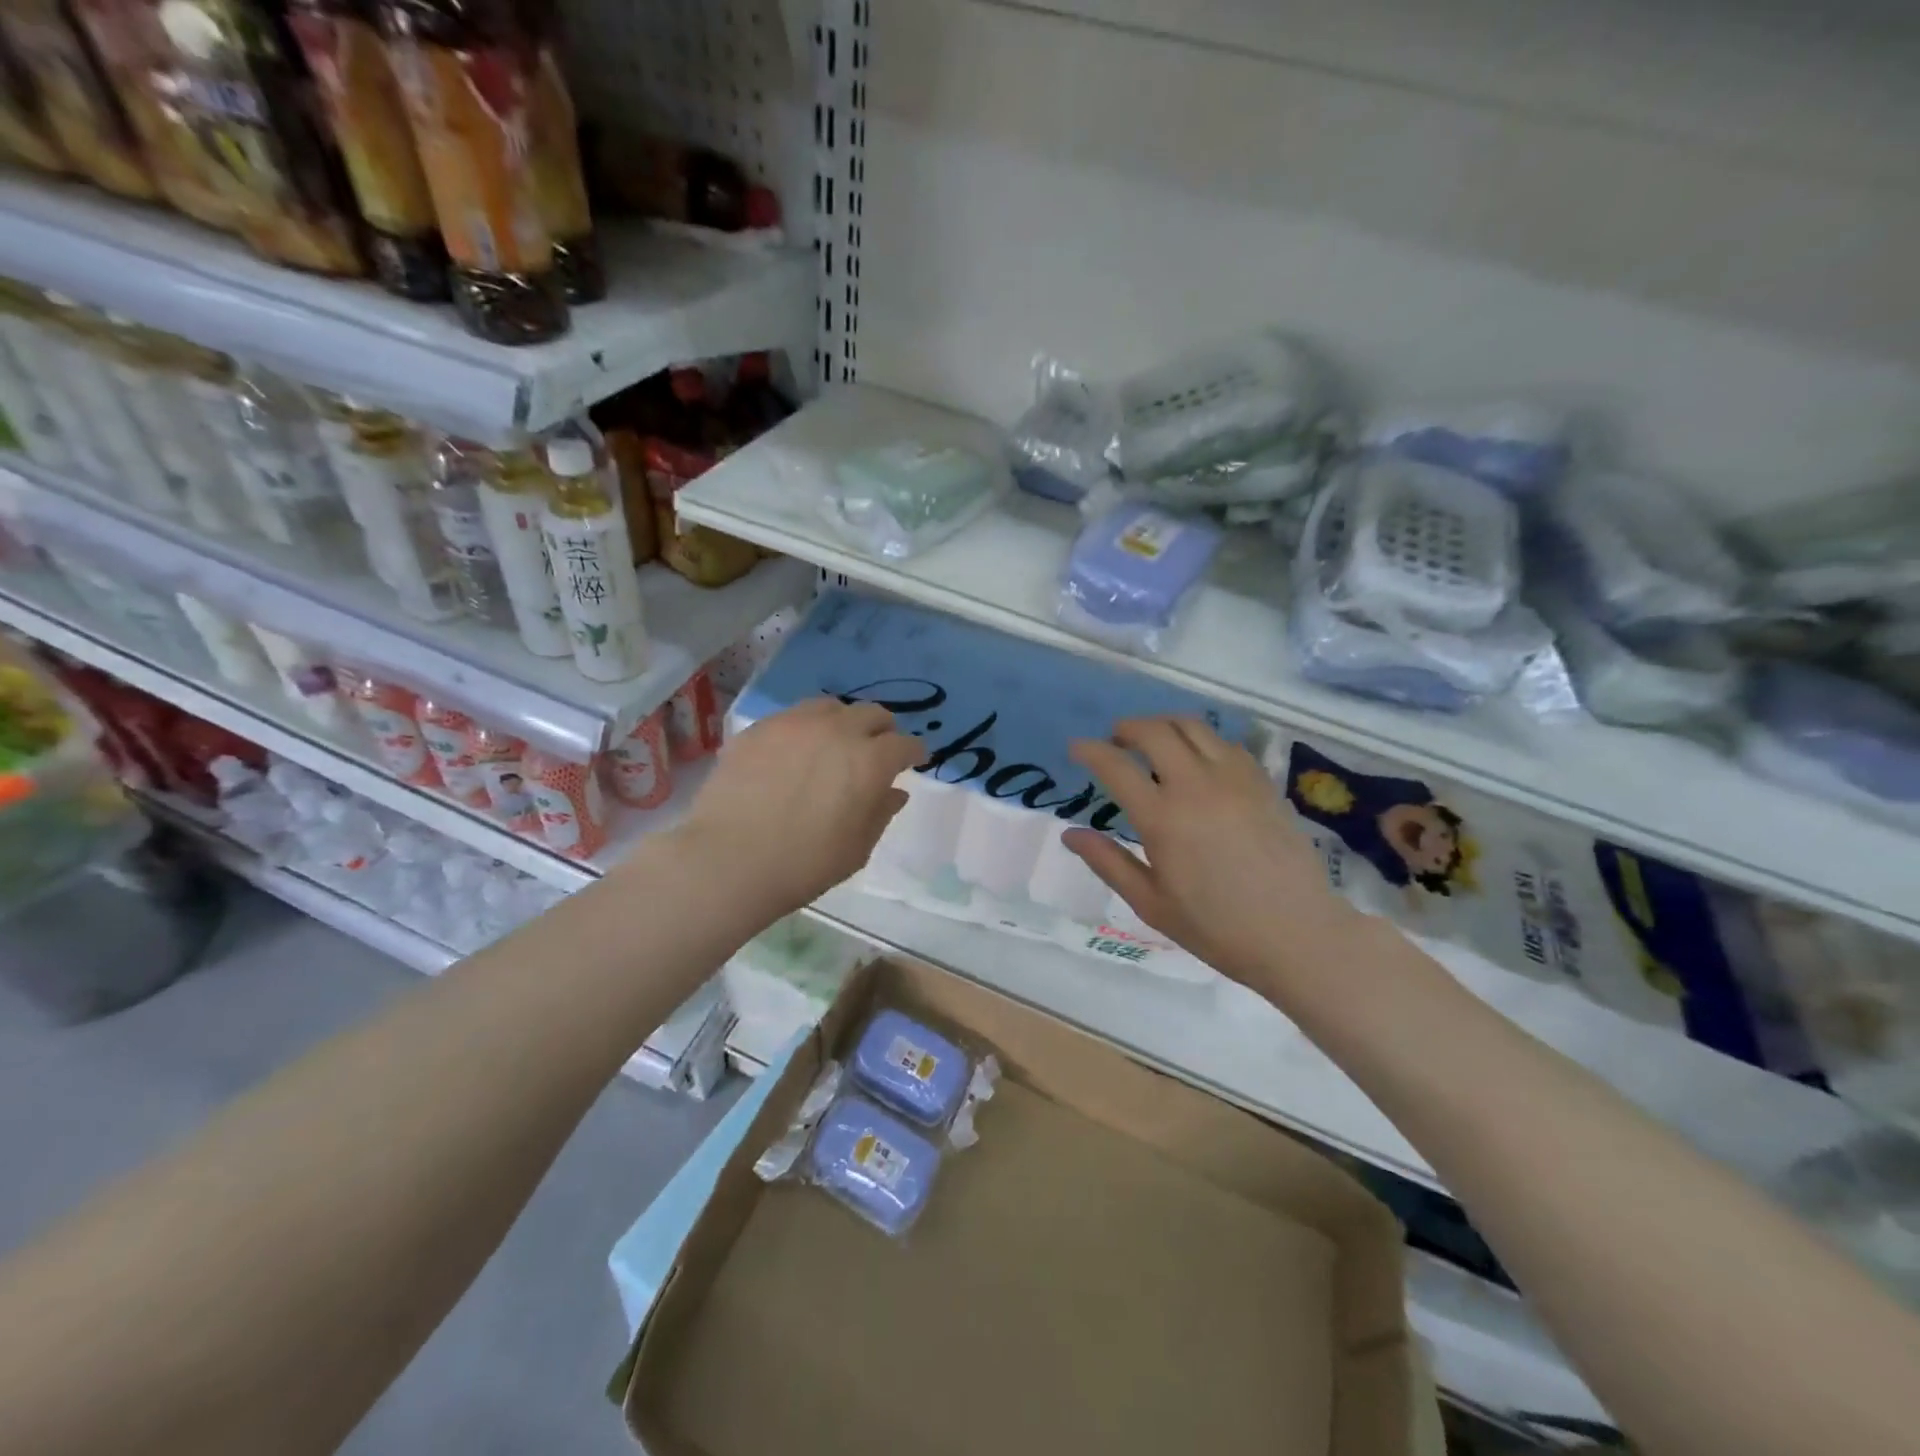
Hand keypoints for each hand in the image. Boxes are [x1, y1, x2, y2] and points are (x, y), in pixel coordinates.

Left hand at [676, 697, 926, 917]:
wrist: (728, 860)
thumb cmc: (803, 864)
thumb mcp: (857, 849)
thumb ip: (881, 813)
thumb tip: (894, 792)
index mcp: (870, 761)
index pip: (905, 744)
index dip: (914, 753)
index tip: (914, 761)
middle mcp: (837, 730)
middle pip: (872, 714)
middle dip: (882, 730)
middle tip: (877, 750)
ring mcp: (795, 724)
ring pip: (831, 707)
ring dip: (843, 722)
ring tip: (835, 743)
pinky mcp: (759, 728)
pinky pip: (792, 718)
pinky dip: (805, 730)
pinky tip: (794, 752)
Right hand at [1065, 717, 1357, 996]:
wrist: (1298, 935)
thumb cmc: (1216, 927)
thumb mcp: (1151, 903)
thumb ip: (1108, 862)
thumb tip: (1070, 835)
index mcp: (1162, 818)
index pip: (1115, 765)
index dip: (1089, 750)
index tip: (1076, 749)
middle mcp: (1196, 785)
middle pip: (1154, 731)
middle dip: (1126, 728)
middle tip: (1115, 741)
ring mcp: (1234, 779)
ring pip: (1192, 726)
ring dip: (1164, 725)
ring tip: (1153, 743)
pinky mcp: (1262, 782)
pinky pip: (1225, 742)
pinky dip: (1201, 740)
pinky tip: (1197, 762)